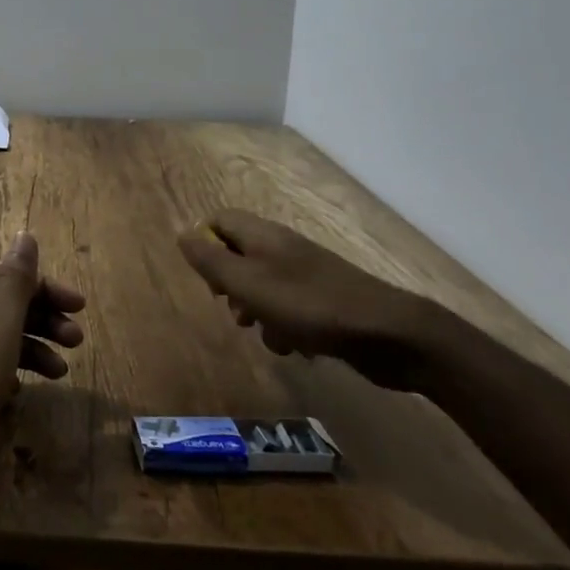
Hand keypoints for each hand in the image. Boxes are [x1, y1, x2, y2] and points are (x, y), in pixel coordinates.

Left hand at [0, 233, 85, 491]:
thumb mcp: (0, 322)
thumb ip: (17, 280)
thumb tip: (25, 235)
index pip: (10, 276)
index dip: (47, 288)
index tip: (80, 307)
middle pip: (7, 305)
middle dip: (45, 319)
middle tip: (77, 341)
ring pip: (1, 337)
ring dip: (35, 348)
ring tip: (61, 372)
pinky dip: (12, 371)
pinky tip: (24, 390)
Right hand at [177, 210, 438, 390]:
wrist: (387, 334)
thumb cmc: (308, 305)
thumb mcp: (248, 283)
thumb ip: (211, 261)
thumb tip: (181, 235)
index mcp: (262, 235)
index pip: (219, 221)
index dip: (206, 245)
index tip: (207, 278)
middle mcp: (282, 248)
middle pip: (239, 257)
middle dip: (230, 287)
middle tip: (234, 310)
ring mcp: (306, 276)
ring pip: (263, 289)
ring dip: (258, 314)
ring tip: (268, 335)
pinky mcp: (324, 303)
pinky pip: (290, 311)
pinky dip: (286, 329)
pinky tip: (296, 348)